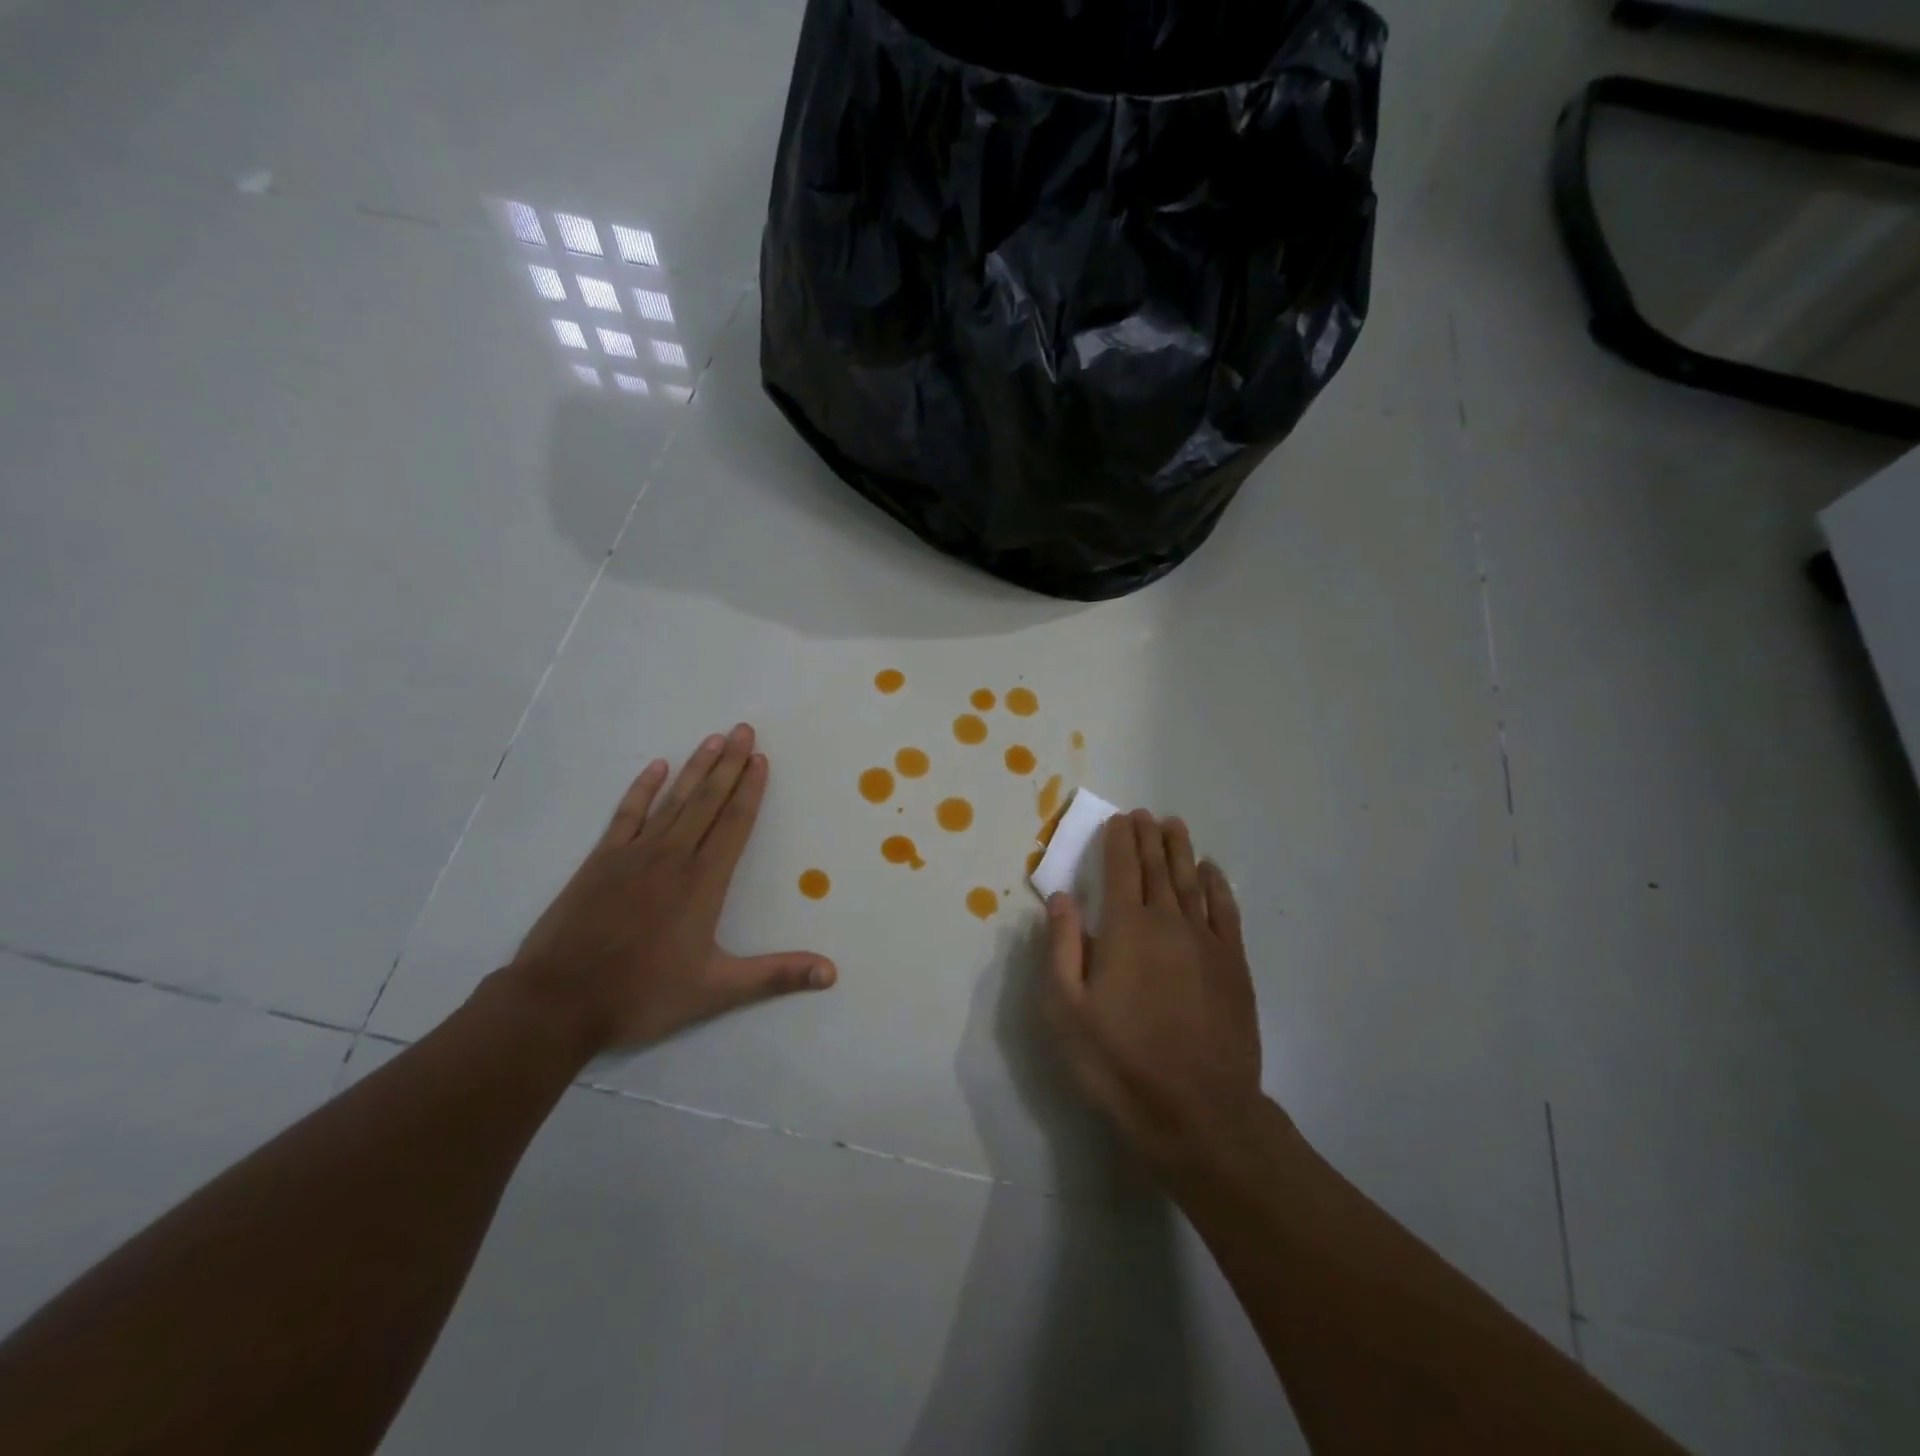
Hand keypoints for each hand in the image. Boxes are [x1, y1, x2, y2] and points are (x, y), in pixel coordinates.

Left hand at [505, 723, 835, 1056]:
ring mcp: (634, 854)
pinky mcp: (600, 860)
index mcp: (703, 882)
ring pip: (673, 800)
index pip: (735, 824)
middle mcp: (673, 857)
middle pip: (707, 801)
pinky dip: (642, 789)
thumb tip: (831, 973)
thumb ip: (776, 975)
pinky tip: (655, 767)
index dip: (750, 790)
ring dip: (695, 768)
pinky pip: (627, 814)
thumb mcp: (716, 990)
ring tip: (714, 739)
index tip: (761, 759)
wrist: (558, 1001)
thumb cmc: (642, 995)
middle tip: (744, 730)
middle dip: (729, 764)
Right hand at [1045, 810, 1262, 1169]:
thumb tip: (1061, 897)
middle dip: (1149, 837)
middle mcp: (1169, 923)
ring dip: (1181, 850)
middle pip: (1158, 868)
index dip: (1119, 841)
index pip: (1122, 870)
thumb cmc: (1120, 1061)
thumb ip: (1061, 947)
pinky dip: (1218, 886)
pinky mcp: (1233, 966)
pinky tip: (1212, 871)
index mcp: (1126, 929)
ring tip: (1174, 825)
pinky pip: (1226, 911)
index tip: (1119, 820)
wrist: (1199, 1111)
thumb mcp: (1067, 1010)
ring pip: (1192, 882)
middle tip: (1144, 814)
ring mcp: (1207, 942)